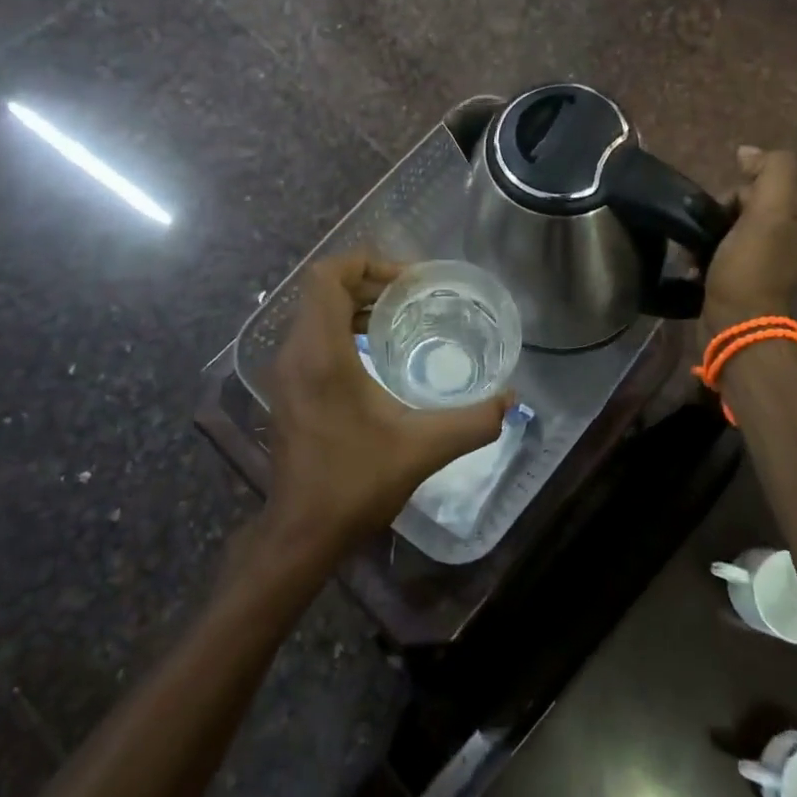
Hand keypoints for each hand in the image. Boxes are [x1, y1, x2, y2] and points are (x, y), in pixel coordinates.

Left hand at [262, 255, 513, 554]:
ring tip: (399, 315)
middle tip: (412, 294)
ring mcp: (286, 372)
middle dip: (367, 281)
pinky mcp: (288, 389)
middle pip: (322, 290)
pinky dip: (343, 328)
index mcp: (320, 354)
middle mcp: (295, 354)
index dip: (365, 263)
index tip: (407, 279)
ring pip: (315, 313)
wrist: (302, 534)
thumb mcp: (422, 448)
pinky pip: (312, 336)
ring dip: (355, 304)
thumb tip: (511, 400)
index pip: (326, 277)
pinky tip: (377, 351)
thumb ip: (472, 421)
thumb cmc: (355, 483)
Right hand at [703, 147, 796, 334]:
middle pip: (755, 198)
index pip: (777, 178)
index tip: (738, 204)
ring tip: (702, 243)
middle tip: (719, 227)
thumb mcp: (768, 212)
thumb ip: (770, 171)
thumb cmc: (753, 266)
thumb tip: (748, 152)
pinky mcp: (750, 271)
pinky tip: (699, 257)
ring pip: (737, 219)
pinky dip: (711, 245)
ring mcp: (774, 256)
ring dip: (714, 226)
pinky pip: (728, 242)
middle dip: (729, 206)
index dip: (752, 183)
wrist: (734, 322)